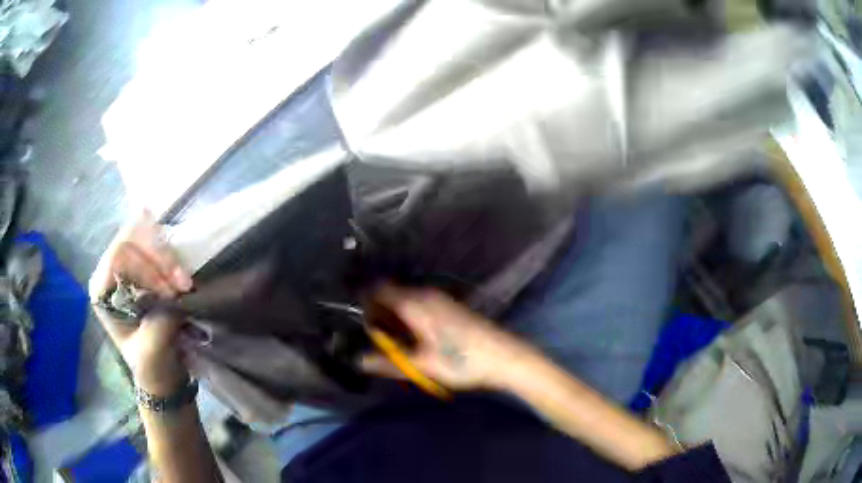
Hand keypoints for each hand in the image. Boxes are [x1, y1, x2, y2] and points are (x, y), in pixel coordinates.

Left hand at [89, 212, 193, 395]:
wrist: (161, 373)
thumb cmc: (151, 365)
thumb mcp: (153, 349)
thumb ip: (159, 319)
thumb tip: (176, 294)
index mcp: (102, 290)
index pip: (119, 255)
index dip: (145, 267)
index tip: (170, 292)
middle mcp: (110, 271)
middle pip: (133, 240)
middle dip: (160, 259)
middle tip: (183, 284)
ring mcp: (128, 266)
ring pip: (147, 238)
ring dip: (170, 259)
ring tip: (186, 284)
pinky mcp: (145, 266)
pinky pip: (158, 246)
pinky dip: (174, 258)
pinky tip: (184, 278)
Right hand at [363, 286, 528, 389]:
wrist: (506, 357)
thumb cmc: (463, 361)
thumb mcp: (422, 365)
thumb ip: (387, 362)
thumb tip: (359, 360)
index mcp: (415, 303)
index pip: (377, 290)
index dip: (363, 304)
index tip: (358, 325)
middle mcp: (426, 295)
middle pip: (390, 295)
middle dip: (378, 314)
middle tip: (374, 341)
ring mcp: (440, 299)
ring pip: (405, 301)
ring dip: (394, 318)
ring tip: (392, 344)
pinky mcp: (449, 307)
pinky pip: (419, 306)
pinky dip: (409, 319)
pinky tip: (414, 341)